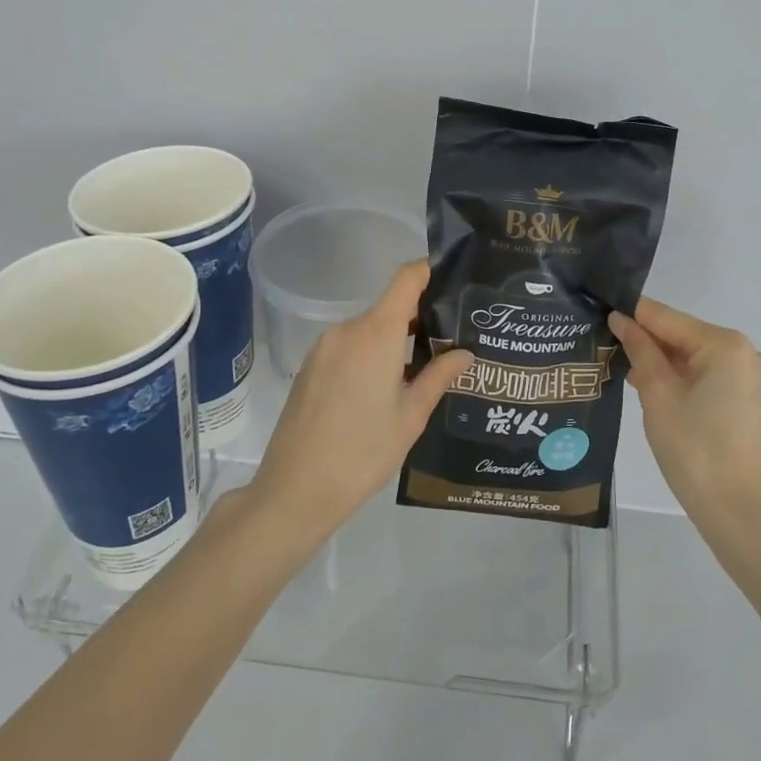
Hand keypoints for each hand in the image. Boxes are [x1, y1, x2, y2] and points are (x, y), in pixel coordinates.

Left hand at [245, 260, 469, 542]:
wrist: (295, 491)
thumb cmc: (363, 452)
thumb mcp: (411, 416)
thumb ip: (439, 376)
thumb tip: (465, 353)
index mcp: (376, 333)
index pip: (407, 278)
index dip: (431, 270)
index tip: (456, 281)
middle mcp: (347, 329)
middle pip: (390, 306)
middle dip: (421, 317)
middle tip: (453, 340)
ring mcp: (324, 348)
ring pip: (370, 329)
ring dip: (396, 341)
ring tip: (425, 368)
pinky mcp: (310, 367)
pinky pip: (350, 347)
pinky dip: (372, 354)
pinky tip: (385, 389)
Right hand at [609, 298, 760, 525]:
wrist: (736, 510)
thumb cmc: (692, 448)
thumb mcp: (657, 394)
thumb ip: (640, 350)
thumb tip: (622, 320)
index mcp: (726, 345)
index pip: (669, 319)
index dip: (633, 315)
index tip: (602, 310)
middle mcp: (748, 353)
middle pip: (686, 337)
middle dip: (649, 343)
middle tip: (608, 347)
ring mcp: (756, 378)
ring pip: (698, 358)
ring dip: (666, 363)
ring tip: (627, 371)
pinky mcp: (755, 401)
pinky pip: (713, 377)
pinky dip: (686, 379)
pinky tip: (658, 391)